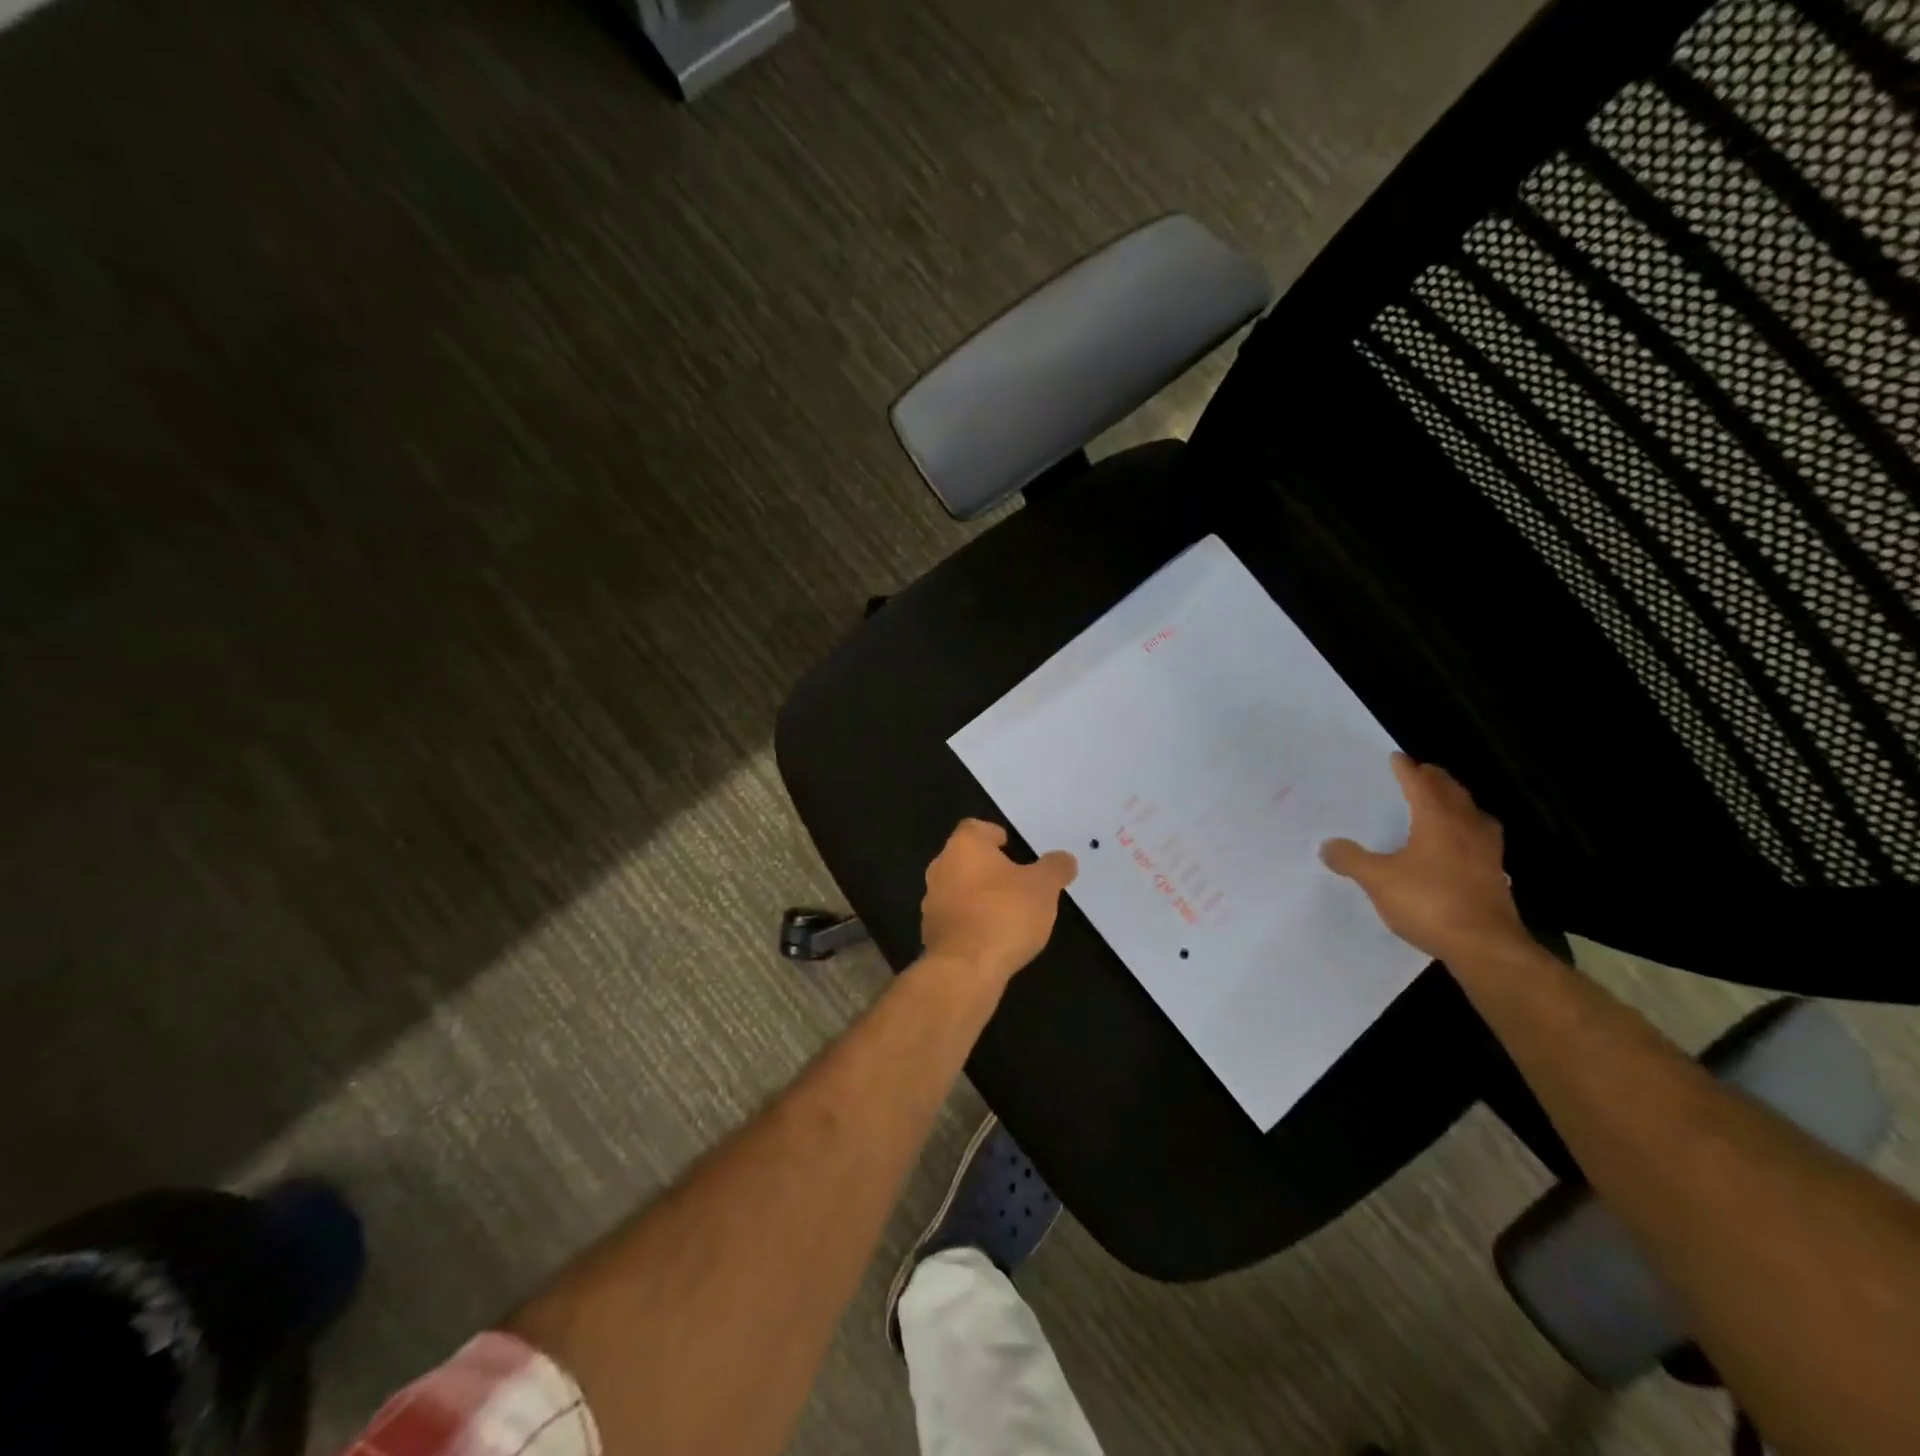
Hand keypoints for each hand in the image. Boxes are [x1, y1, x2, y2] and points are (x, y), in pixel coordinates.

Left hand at [921, 819, 1077, 982]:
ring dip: (977, 895)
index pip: (974, 828)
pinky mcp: (930, 933)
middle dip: (986, 866)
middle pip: (963, 858)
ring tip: (1005, 910)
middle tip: (1014, 878)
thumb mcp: (1043, 887)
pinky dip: (970, 921)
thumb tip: (1065, 859)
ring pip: (956, 888)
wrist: (965, 968)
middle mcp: (941, 867)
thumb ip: (1055, 868)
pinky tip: (991, 936)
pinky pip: (954, 918)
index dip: (992, 833)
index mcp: (964, 846)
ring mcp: (931, 902)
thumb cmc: (1005, 914)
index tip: (1009, 845)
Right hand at [1320, 753, 1529, 964]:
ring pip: (1472, 813)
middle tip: (1421, 773)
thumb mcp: (1377, 880)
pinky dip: (1468, 830)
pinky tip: (1459, 845)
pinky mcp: (1495, 874)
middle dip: (1435, 779)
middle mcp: (1466, 827)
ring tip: (1444, 802)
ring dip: (1457, 802)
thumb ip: (1352, 859)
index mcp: (1437, 819)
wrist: (1484, 946)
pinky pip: (1481, 838)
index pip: (1420, 784)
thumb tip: (1327, 845)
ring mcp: (1487, 851)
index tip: (1396, 758)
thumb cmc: (1429, 902)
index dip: (1406, 770)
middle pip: (1452, 792)